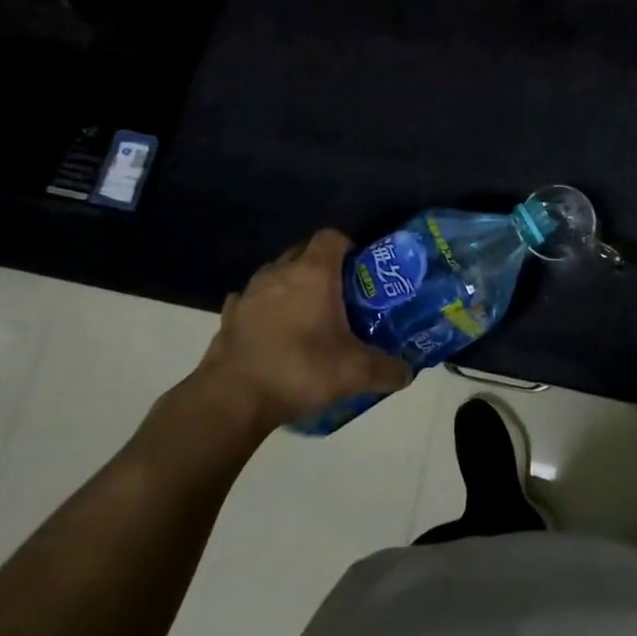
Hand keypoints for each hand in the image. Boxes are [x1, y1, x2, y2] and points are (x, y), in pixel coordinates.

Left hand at [193, 230, 410, 435]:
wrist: (233, 398)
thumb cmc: (300, 370)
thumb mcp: (355, 373)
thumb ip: (387, 369)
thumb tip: (407, 373)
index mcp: (313, 272)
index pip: (332, 237)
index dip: (348, 248)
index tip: (360, 273)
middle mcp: (279, 272)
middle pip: (304, 252)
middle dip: (322, 268)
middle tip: (340, 297)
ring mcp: (249, 292)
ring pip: (276, 275)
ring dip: (291, 287)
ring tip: (306, 316)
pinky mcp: (228, 316)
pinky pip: (251, 301)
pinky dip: (263, 310)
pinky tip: (272, 333)